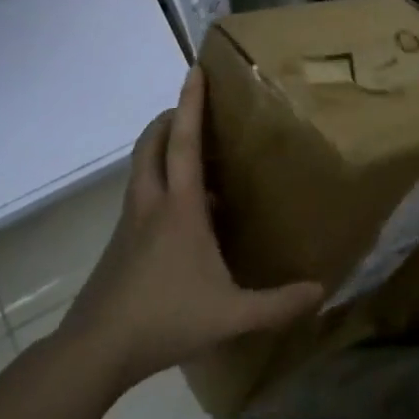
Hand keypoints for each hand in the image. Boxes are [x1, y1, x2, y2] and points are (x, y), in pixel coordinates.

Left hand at [61, 67, 322, 389]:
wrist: (97, 348)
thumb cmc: (166, 319)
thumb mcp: (231, 315)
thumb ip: (278, 304)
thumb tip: (321, 291)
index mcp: (179, 208)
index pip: (185, 142)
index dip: (191, 103)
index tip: (195, 70)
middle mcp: (150, 203)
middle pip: (152, 143)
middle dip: (170, 118)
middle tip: (194, 111)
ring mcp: (130, 221)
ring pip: (141, 167)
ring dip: (161, 148)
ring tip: (192, 157)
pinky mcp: (120, 242)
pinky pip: (140, 193)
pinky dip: (157, 181)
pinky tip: (181, 214)